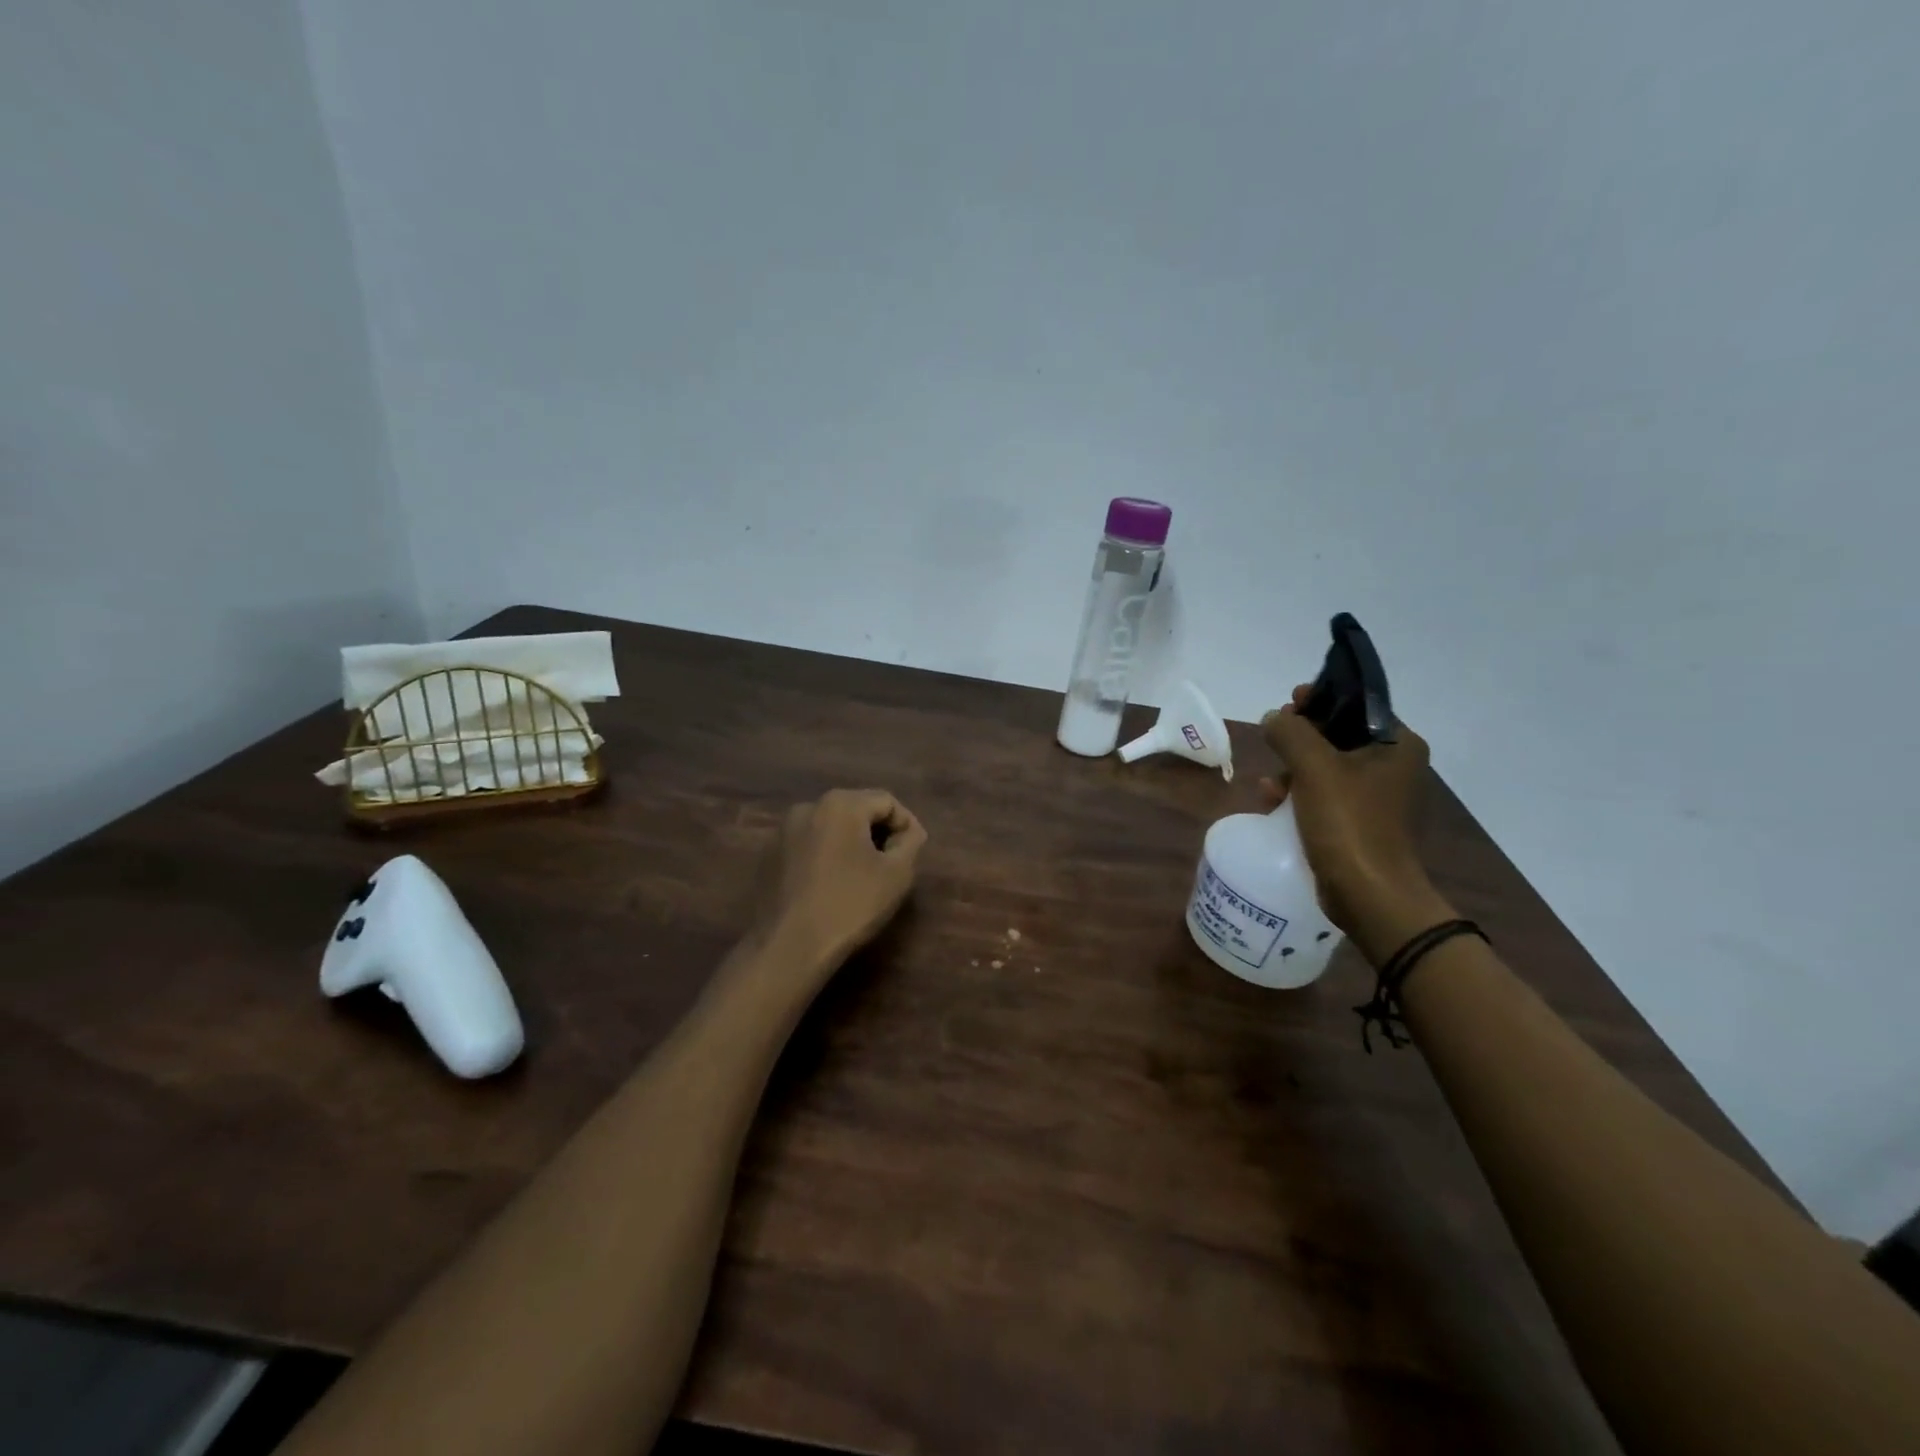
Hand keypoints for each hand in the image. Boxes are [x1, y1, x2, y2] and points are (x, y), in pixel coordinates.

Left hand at [759, 788, 928, 966]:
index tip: (912, 854)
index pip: (887, 801)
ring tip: (862, 876)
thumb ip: (910, 842)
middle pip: (856, 809)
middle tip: (891, 865)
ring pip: (830, 828)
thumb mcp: (897, 874)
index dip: (906, 825)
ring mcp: (783, 831)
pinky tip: (831, 885)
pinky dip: (825, 856)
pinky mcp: (769, 855)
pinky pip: (808, 845)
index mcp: (841, 803)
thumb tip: (908, 831)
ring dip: (850, 844)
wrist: (788, 946)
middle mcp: (808, 807)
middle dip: (877, 832)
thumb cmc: (850, 905)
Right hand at [1260, 685, 1448, 956]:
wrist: (1368, 894)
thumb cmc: (1348, 822)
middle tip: (1273, 734)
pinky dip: (1298, 793)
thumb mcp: (1314, 768)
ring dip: (1294, 767)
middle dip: (1301, 736)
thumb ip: (1290, 732)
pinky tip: (1271, 799)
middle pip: (1339, 735)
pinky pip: (1324, 795)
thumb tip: (1273, 718)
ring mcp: (1376, 797)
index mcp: (1398, 745)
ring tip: (1268, 779)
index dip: (1322, 698)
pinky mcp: (1358, 823)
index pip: (1357, 705)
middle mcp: (1393, 767)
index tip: (1290, 700)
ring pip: (1327, 766)